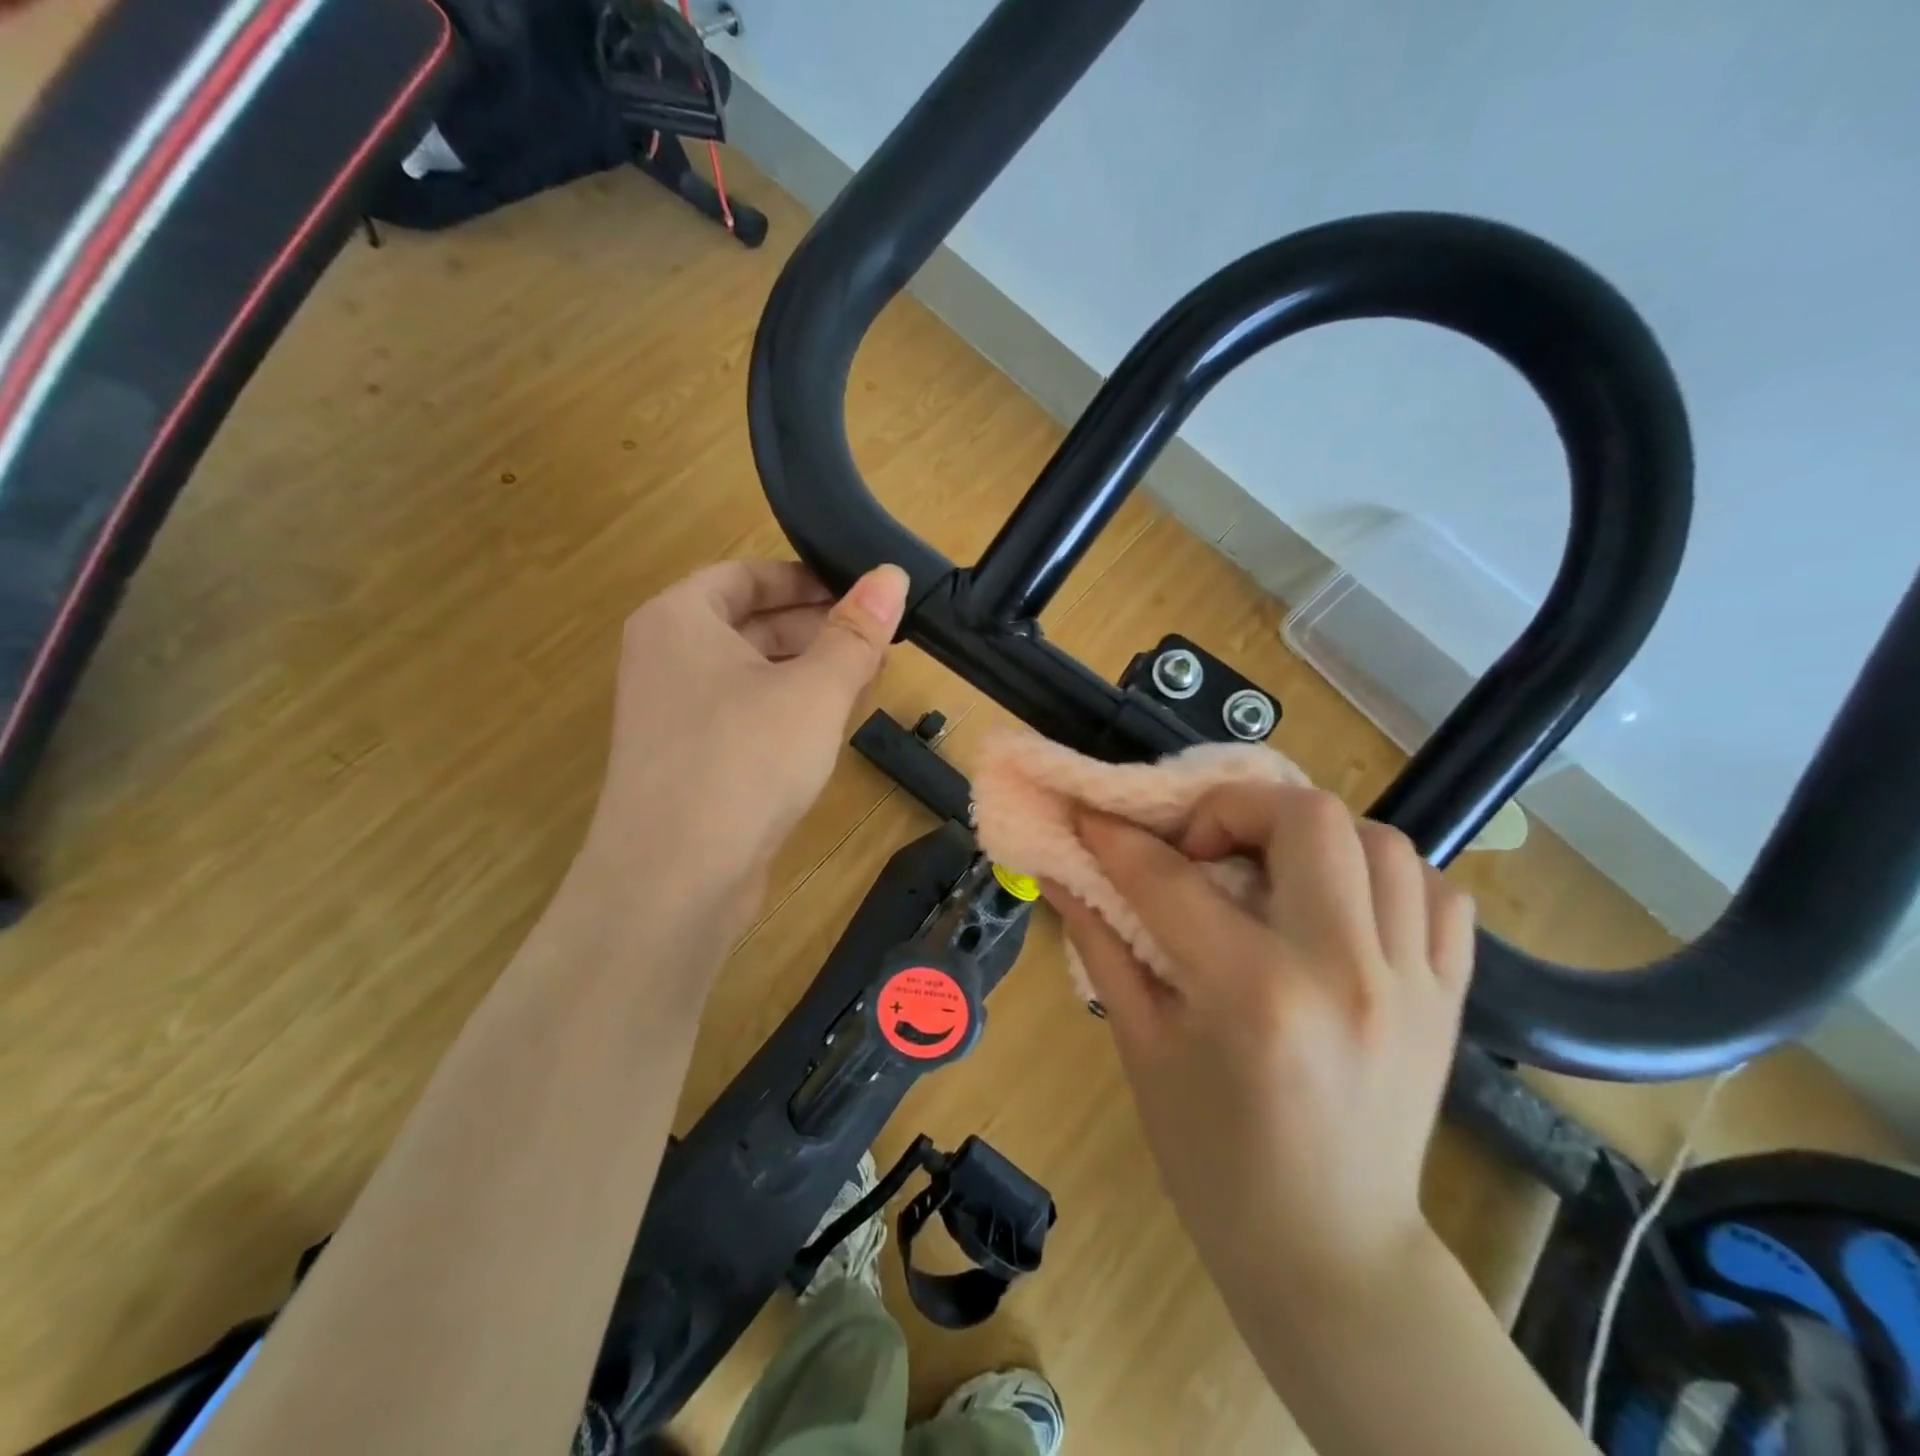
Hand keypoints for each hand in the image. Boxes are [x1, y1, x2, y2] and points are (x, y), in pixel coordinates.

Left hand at [580, 559, 907, 940]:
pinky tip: (832, 726)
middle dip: (818, 628)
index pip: (747, 575)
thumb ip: (856, 632)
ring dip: (809, 672)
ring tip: (869, 678)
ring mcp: (675, 714)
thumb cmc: (744, 761)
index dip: (807, 578)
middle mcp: (667, 658)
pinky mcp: (690, 762)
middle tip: (880, 639)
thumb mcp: (814, 690)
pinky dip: (788, 711)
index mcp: (680, 619)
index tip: (862, 593)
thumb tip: (892, 575)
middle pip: (751, 623)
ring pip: (752, 673)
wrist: (674, 880)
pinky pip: (746, 715)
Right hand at [1049, 785, 1475, 1311]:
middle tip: (1199, 843)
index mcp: (1253, 995)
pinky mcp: (1450, 998)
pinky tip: (1339, 901)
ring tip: (1268, 867)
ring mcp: (1411, 982)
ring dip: (1311, 835)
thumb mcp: (1143, 1047)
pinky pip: (1440, 891)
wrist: (1330, 1252)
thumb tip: (1059, 873)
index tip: (1092, 818)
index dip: (1118, 839)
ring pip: (1381, 841)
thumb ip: (1102, 944)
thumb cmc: (1213, 1159)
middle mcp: (1343, 971)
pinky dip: (1384, 875)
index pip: (1172, 880)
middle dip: (1234, 806)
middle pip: (1306, 819)